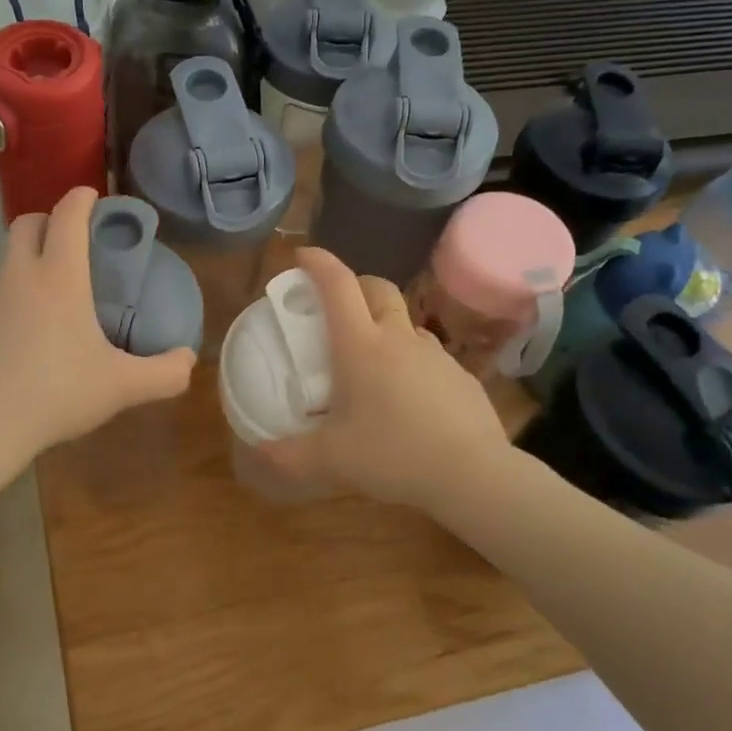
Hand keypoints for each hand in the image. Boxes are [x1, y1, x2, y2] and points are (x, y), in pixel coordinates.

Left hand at [0, 188, 195, 455]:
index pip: (67, 215)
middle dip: (48, 221)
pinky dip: (7, 304)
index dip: (81, 198)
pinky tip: (18, 342)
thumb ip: (164, 373)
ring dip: (26, 265)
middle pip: (26, 224)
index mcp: (59, 278)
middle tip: (70, 245)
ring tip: (49, 304)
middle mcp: (17, 276)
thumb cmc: (56, 394)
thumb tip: (187, 361)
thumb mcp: (121, 387)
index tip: (92, 197)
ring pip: (5, 263)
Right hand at [262, 248, 511, 511]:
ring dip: (384, 323)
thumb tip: (259, 450)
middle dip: (354, 284)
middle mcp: (398, 338)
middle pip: (377, 288)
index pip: (337, 285)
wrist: (472, 475)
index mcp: (360, 346)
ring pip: (405, 321)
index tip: (302, 256)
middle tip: (336, 305)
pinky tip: (406, 396)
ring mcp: (434, 354)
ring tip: (370, 356)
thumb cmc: (392, 456)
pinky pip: (427, 354)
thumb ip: (287, 455)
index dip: (318, 263)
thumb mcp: (329, 460)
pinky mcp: (460, 376)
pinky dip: (409, 359)